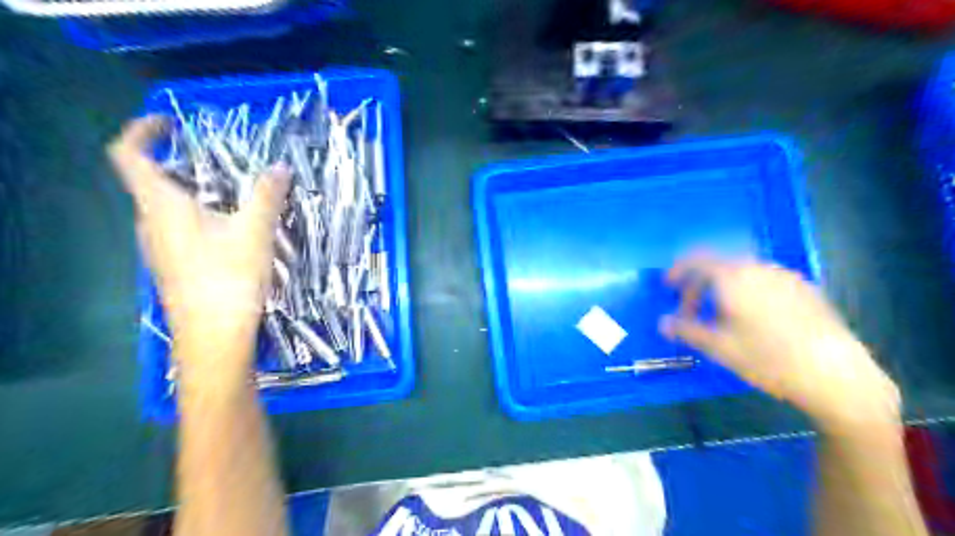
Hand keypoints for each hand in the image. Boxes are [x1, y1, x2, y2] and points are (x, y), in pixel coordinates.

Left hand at [107, 115, 288, 383]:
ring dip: (192, 191)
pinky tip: (231, 230)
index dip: (142, 130)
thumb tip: (281, 167)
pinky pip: (178, 228)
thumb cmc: (228, 278)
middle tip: (218, 160)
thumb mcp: (255, 231)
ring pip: (166, 207)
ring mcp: (159, 248)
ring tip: (231, 194)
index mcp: (161, 206)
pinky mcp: (174, 266)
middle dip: (179, 163)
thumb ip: (267, 195)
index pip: (128, 155)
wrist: (214, 336)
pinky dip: (198, 215)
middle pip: (150, 180)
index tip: (171, 124)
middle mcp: (150, 223)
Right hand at [662, 252, 899, 431]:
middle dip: (700, 282)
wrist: (837, 375)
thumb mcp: (718, 347)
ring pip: (743, 272)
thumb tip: (662, 323)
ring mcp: (786, 276)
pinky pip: (765, 280)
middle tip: (692, 308)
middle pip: (719, 264)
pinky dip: (747, 291)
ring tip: (721, 316)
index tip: (667, 286)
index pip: (697, 259)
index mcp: (734, 276)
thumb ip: (686, 330)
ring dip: (723, 287)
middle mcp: (759, 268)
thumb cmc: (767, 358)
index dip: (678, 269)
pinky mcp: (806, 289)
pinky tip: (754, 319)